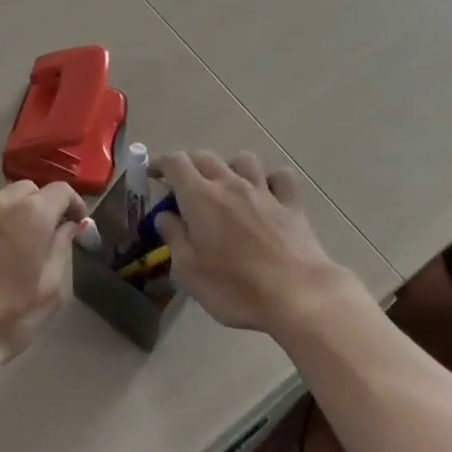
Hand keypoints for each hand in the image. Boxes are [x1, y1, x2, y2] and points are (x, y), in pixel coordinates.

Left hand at [0, 180, 84, 398]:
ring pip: (3, 200)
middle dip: (44, 206)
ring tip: (18, 246)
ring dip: (17, 214)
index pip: (61, 190)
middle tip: (47, 236)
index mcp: (32, 213)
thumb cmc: (8, 317)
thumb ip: (62, 248)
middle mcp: (1, 202)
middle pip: (30, 190)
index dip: (74, 204)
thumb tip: (66, 227)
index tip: (77, 225)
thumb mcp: (50, 288)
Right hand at [151, 151, 352, 334]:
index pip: (175, 162)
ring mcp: (264, 191)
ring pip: (243, 160)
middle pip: (205, 157)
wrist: (297, 295)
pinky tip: (268, 194)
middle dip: (190, 165)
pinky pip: (281, 177)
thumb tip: (164, 216)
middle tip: (183, 185)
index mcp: (201, 197)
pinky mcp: (292, 204)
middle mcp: (230, 184)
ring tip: (227, 186)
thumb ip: (174, 238)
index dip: (161, 163)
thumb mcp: (190, 271)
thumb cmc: (236, 288)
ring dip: (230, 167)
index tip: (153, 174)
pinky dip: (271, 180)